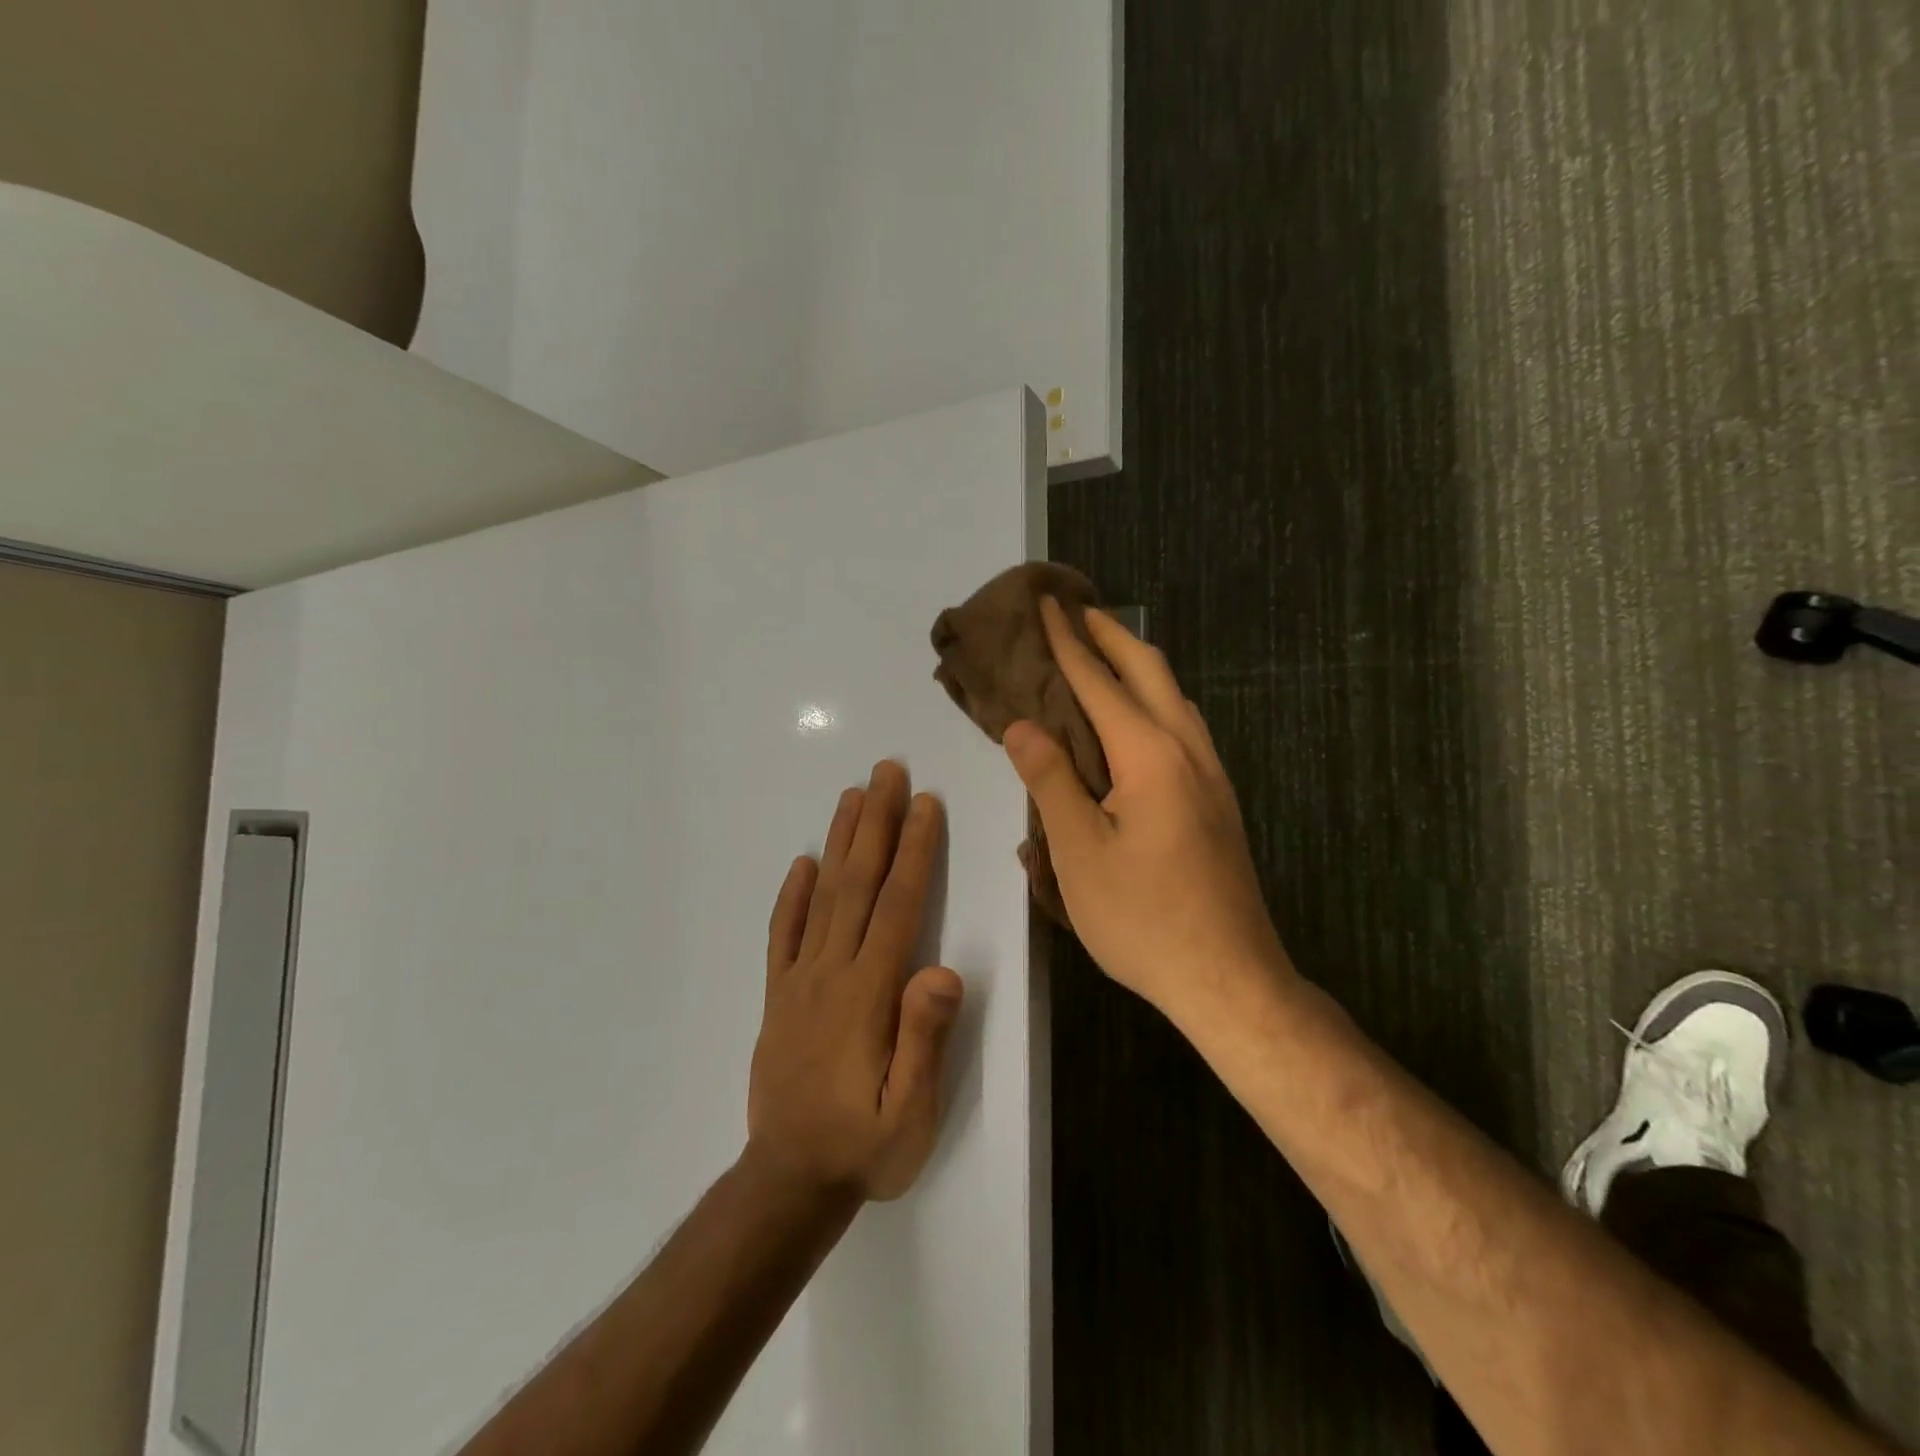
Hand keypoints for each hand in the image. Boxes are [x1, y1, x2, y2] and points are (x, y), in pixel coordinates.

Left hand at [746, 761, 965, 1203]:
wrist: (788, 1182)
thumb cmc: (863, 1147)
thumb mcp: (910, 1114)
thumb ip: (924, 1040)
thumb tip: (944, 969)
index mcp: (868, 992)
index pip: (897, 905)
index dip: (915, 850)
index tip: (926, 804)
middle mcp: (832, 972)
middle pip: (858, 883)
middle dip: (877, 823)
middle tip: (887, 771)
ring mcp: (800, 980)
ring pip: (823, 896)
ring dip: (841, 842)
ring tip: (854, 796)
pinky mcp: (779, 996)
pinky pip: (783, 934)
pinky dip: (792, 894)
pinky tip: (803, 862)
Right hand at [1004, 600, 1291, 1022]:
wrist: (1230, 978)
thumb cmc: (1144, 919)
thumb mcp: (1079, 853)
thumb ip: (1050, 781)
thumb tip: (1022, 725)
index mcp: (1150, 756)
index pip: (1101, 682)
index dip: (1068, 642)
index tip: (1048, 604)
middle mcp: (1189, 751)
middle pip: (1150, 672)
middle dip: (1111, 635)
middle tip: (1075, 611)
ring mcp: (1212, 776)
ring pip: (1174, 697)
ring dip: (1137, 665)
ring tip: (1102, 654)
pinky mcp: (1218, 801)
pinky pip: (1183, 727)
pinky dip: (1153, 700)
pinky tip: (1136, 720)